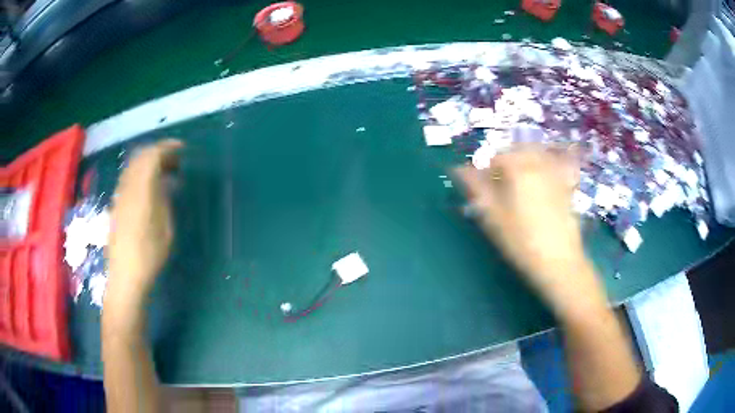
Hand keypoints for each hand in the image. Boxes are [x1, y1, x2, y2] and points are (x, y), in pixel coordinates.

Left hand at [105, 139, 182, 316]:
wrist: (125, 276)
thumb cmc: (150, 255)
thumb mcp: (166, 227)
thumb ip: (164, 198)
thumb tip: (165, 181)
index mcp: (141, 189)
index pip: (152, 155)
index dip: (167, 147)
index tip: (182, 150)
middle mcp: (127, 187)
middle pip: (140, 156)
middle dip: (158, 152)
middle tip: (175, 161)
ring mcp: (119, 195)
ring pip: (133, 167)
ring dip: (149, 163)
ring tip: (165, 173)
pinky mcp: (116, 205)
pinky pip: (129, 178)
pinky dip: (141, 174)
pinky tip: (150, 188)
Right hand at [455, 145, 599, 309]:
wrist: (558, 260)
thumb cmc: (521, 240)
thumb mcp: (493, 216)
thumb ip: (476, 189)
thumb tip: (458, 169)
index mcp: (519, 169)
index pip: (498, 157)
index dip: (486, 170)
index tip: (482, 187)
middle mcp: (539, 165)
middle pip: (518, 152)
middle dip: (506, 163)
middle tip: (499, 184)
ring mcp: (556, 175)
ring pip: (537, 156)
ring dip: (524, 162)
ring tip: (518, 182)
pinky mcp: (567, 187)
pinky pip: (554, 166)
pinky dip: (544, 167)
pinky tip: (540, 184)